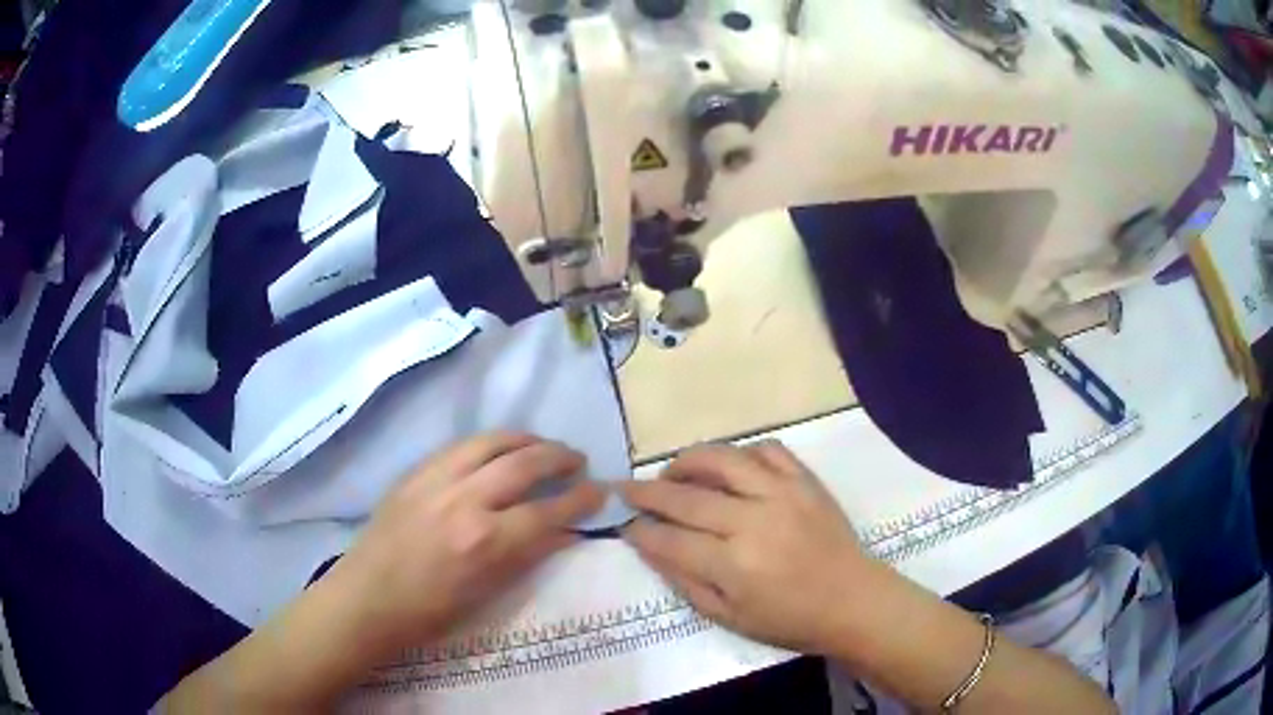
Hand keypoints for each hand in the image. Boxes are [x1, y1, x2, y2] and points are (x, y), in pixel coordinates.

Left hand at [333, 432, 603, 654]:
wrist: (366, 600)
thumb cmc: (429, 614)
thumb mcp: (486, 595)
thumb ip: (525, 557)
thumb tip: (561, 532)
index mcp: (485, 542)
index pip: (547, 511)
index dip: (580, 500)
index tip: (600, 491)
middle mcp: (464, 501)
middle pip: (524, 464)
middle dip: (559, 458)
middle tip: (577, 461)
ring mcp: (435, 480)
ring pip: (491, 442)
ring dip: (525, 439)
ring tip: (543, 446)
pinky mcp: (415, 473)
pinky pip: (460, 446)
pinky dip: (489, 443)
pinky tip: (498, 449)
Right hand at [621, 441, 885, 653]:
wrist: (852, 601)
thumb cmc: (789, 620)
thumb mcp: (728, 616)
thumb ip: (685, 580)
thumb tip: (649, 546)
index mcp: (734, 565)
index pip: (669, 539)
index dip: (640, 530)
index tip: (624, 523)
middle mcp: (754, 521)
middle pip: (686, 496)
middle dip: (647, 492)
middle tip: (626, 488)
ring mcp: (783, 493)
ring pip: (723, 458)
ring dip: (687, 461)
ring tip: (672, 472)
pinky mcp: (805, 480)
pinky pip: (767, 449)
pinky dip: (741, 453)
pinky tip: (729, 467)